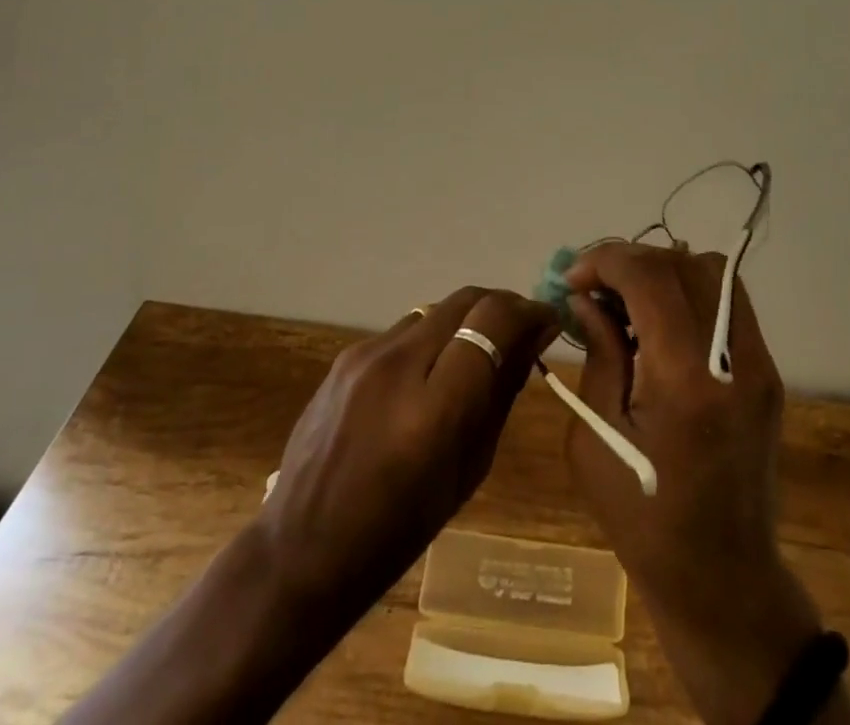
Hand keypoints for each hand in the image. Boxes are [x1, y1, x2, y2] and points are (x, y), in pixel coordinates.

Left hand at [64, 286, 558, 724]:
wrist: (301, 550)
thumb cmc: (400, 528)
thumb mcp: (469, 468)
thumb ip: (502, 393)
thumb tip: (534, 337)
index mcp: (434, 409)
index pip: (492, 320)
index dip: (528, 312)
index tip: (547, 322)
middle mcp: (398, 366)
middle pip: (466, 299)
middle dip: (501, 307)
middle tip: (520, 332)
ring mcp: (365, 355)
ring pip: (436, 309)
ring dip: (465, 321)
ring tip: (474, 356)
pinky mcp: (345, 355)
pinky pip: (404, 330)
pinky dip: (431, 339)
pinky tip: (428, 374)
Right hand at [565, 243, 825, 724]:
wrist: (723, 578)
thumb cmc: (643, 518)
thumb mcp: (595, 440)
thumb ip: (597, 354)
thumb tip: (586, 298)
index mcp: (687, 381)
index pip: (651, 278)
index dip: (607, 261)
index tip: (574, 277)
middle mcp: (733, 358)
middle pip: (683, 265)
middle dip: (631, 261)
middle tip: (594, 284)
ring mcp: (759, 362)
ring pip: (713, 272)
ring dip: (663, 269)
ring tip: (626, 297)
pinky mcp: (767, 371)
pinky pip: (728, 301)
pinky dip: (689, 290)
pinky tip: (659, 319)